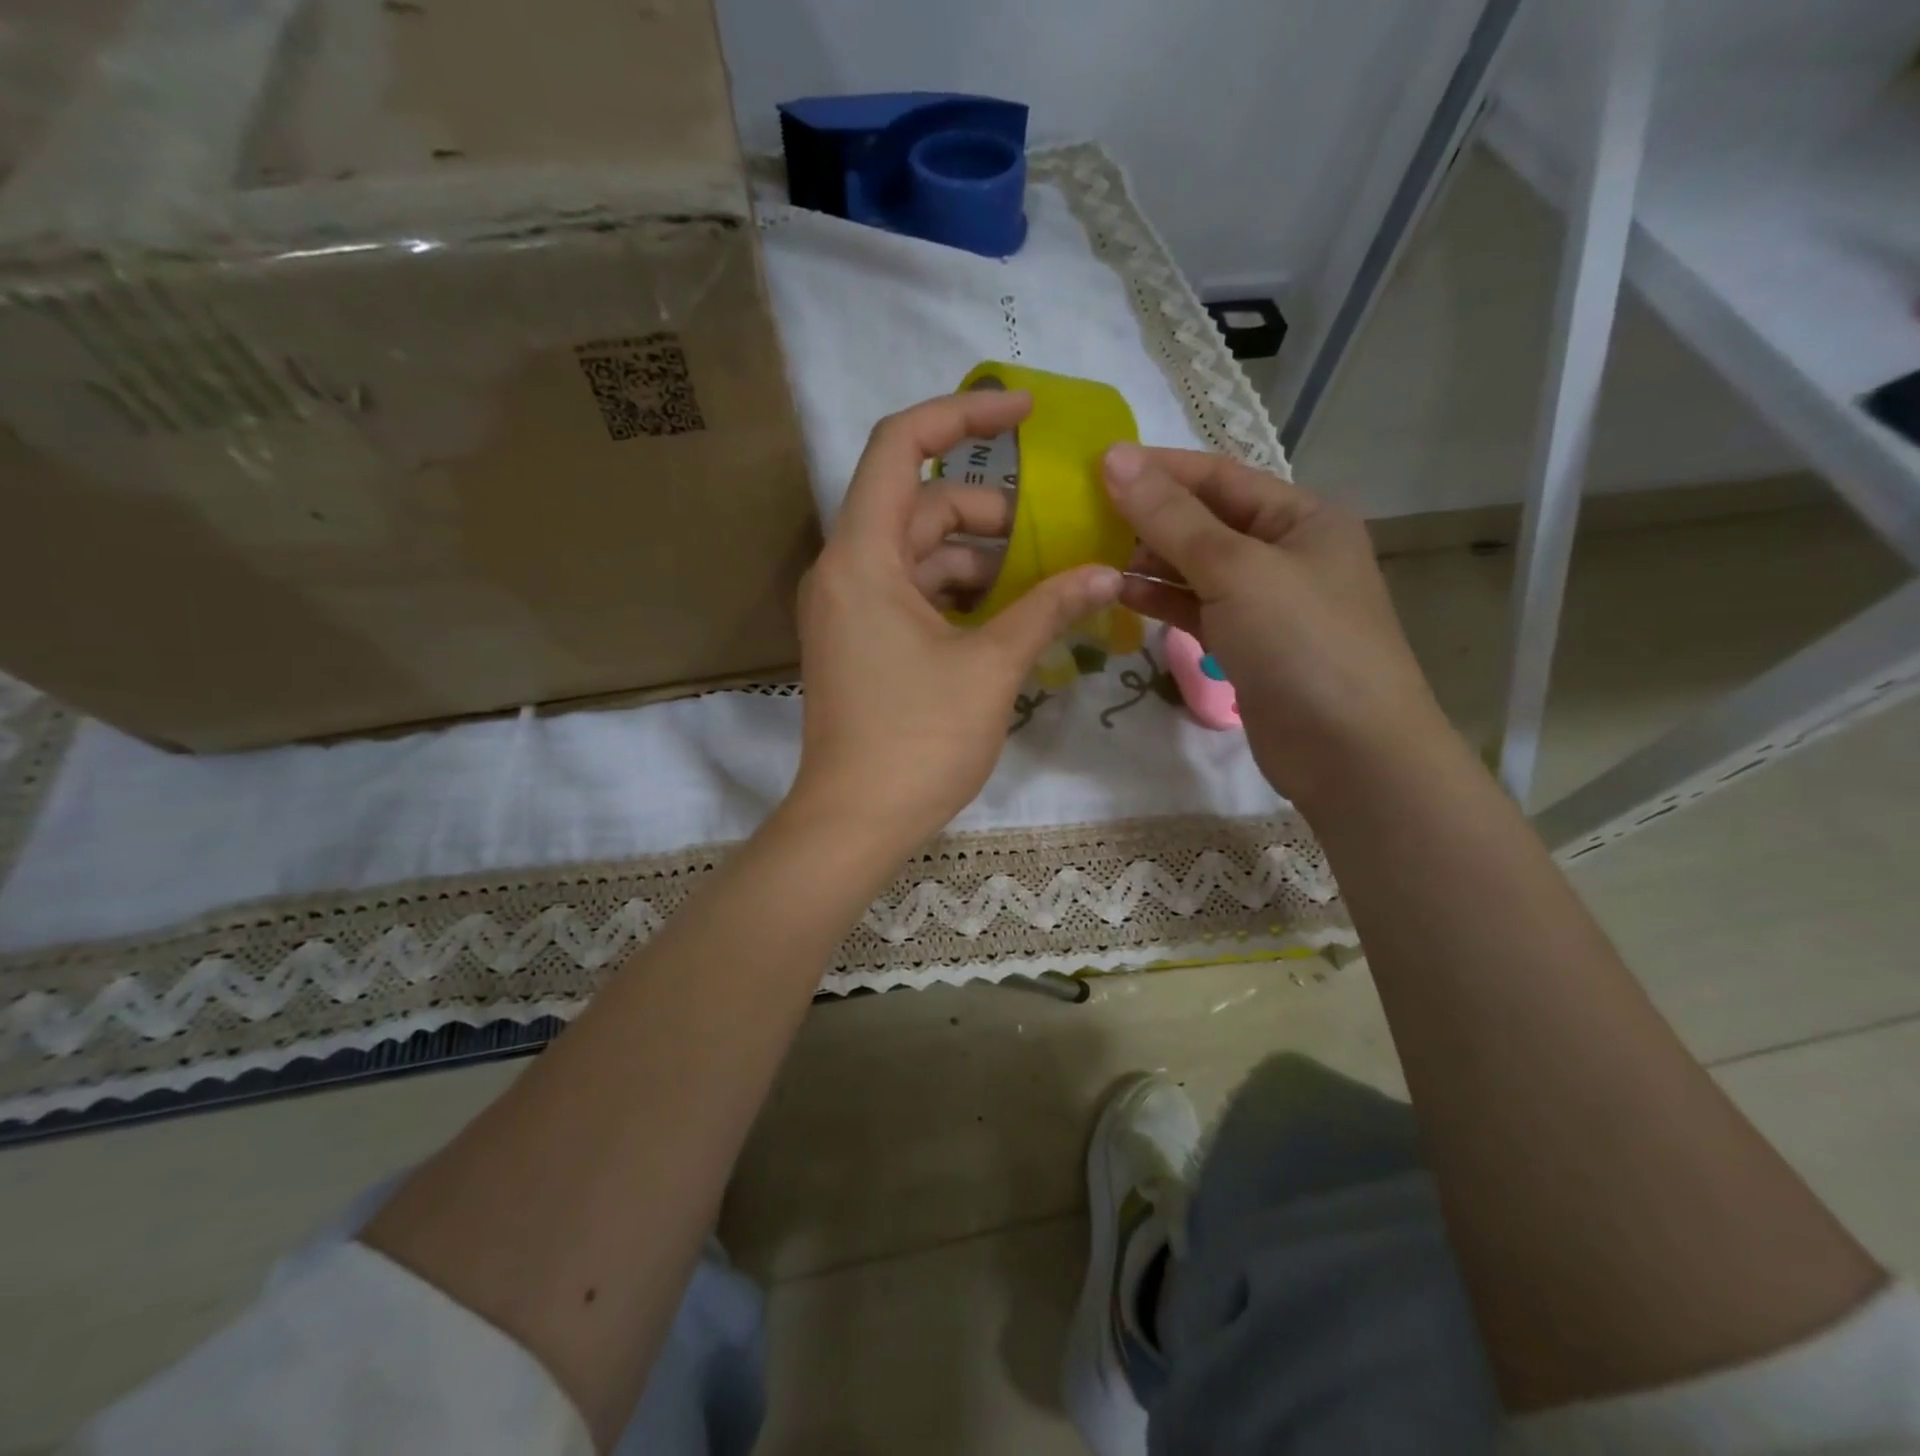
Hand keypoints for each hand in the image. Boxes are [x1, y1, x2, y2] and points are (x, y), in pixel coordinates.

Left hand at [787, 391, 1123, 850]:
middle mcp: (845, 569)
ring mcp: (849, 608)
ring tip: (1042, 582)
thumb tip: (1108, 572)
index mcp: (863, 556)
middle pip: (920, 505)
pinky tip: (1007, 617)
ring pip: (919, 554)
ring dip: (979, 560)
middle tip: (1053, 535)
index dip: (962, 414)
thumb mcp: (992, 667)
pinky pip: (912, 593)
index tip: (1024, 413)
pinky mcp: (859, 640)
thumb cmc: (918, 741)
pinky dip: (957, 594)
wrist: (855, 822)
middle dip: (990, 512)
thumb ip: (1048, 608)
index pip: (900, 445)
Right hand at [1102, 442, 1445, 803]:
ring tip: (1092, 556)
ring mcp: (1266, 602)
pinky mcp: (1247, 645)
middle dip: (1148, 517)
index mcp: (1301, 516)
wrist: (1349, 752)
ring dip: (1148, 561)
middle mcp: (1285, 552)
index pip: (1218, 477)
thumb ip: (1172, 517)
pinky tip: (1121, 595)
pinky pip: (1196, 609)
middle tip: (1083, 517)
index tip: (1094, 468)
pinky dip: (1161, 600)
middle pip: (1205, 521)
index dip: (1158, 469)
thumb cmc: (1302, 643)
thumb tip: (1114, 458)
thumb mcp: (1236, 569)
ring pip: (1196, 568)